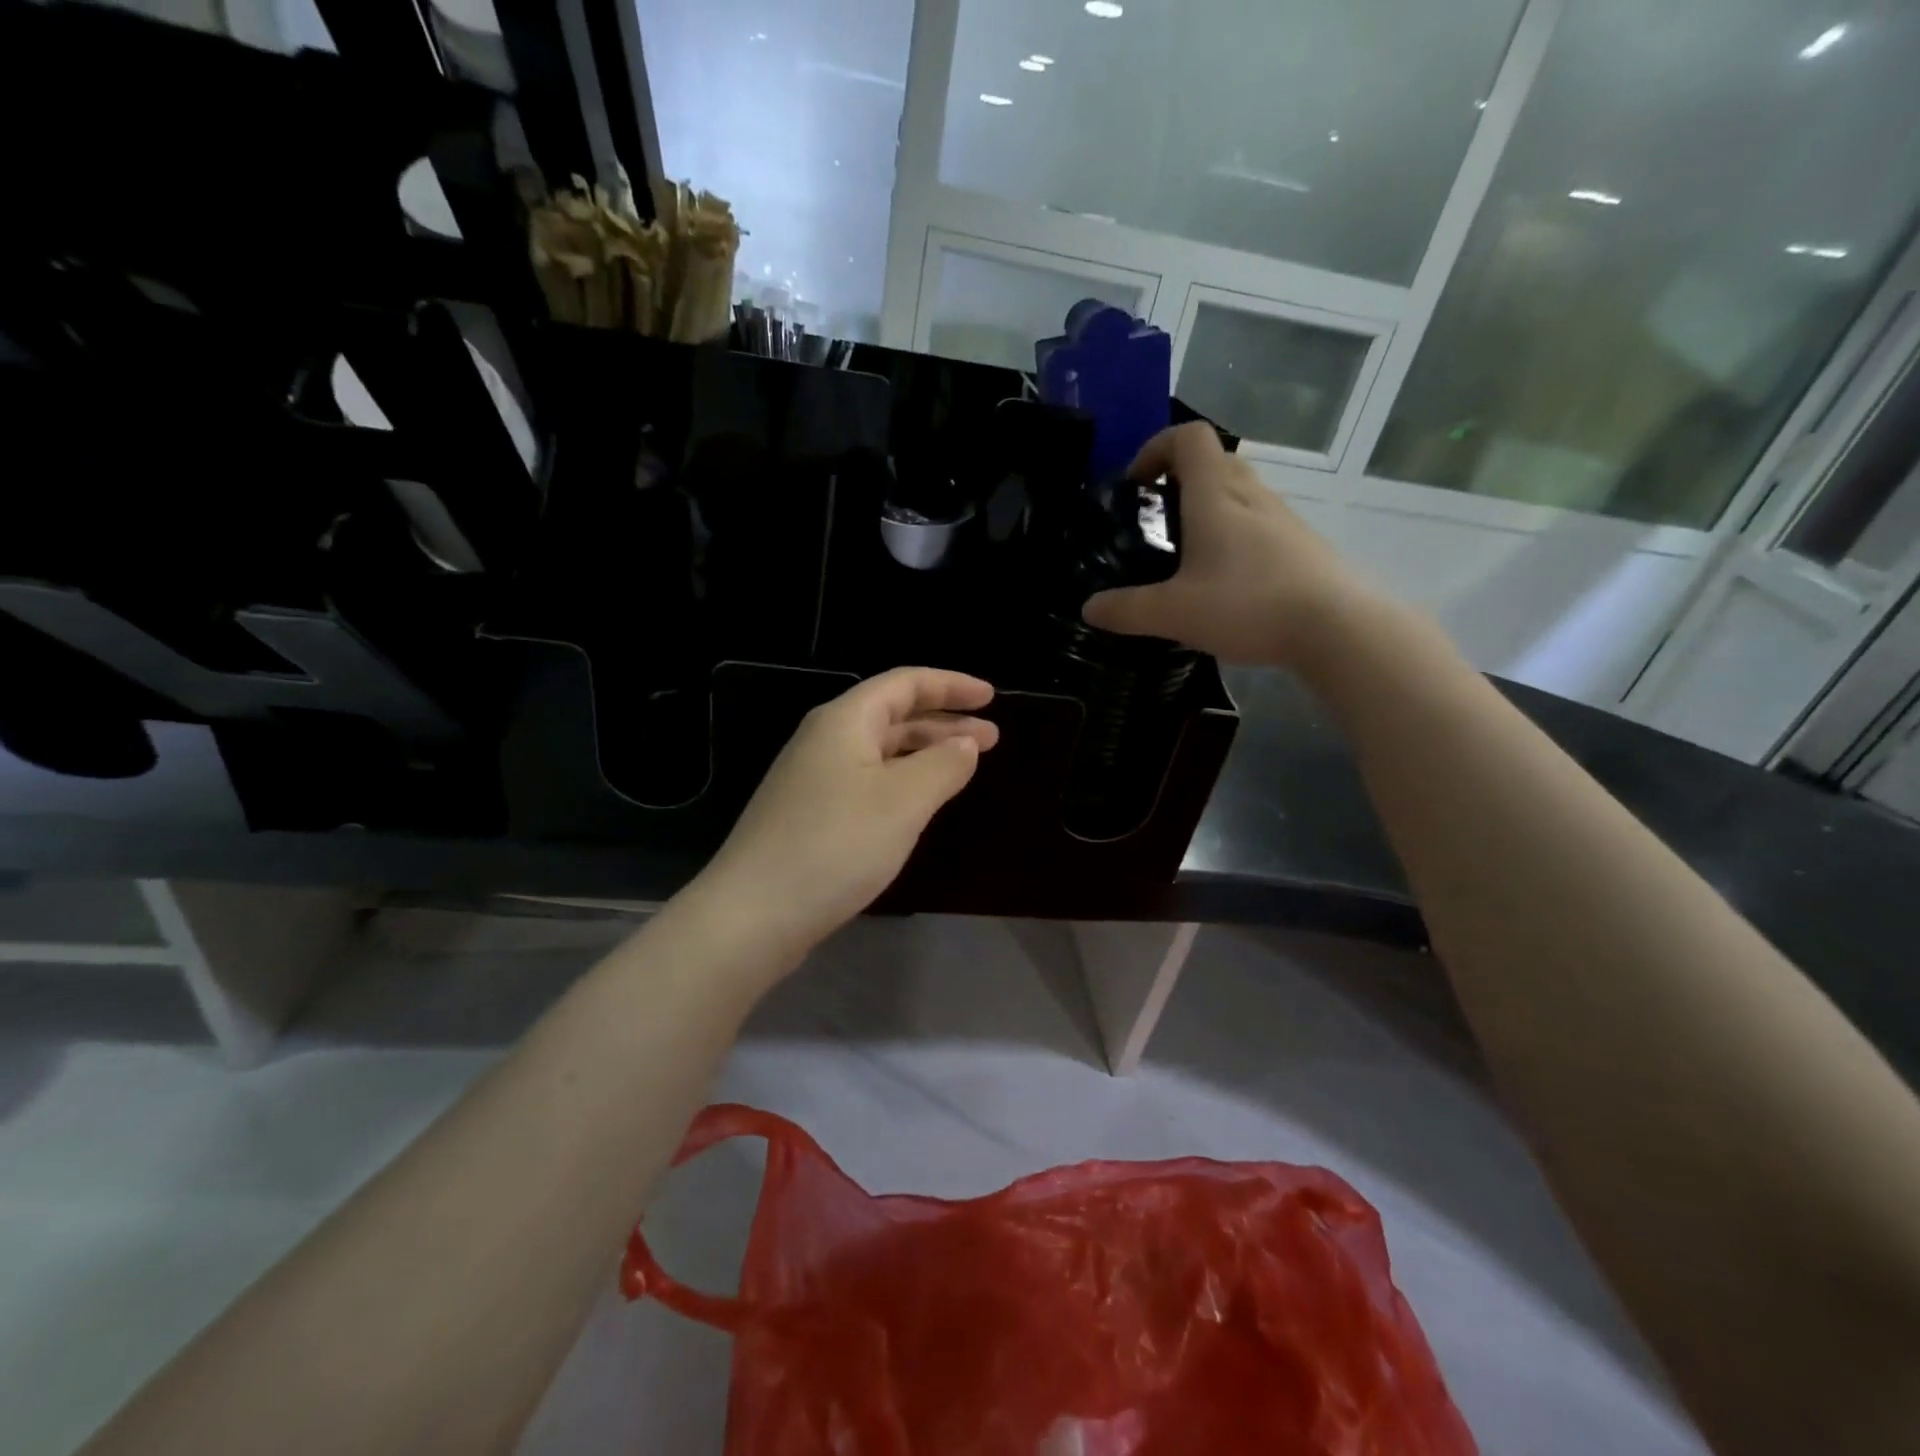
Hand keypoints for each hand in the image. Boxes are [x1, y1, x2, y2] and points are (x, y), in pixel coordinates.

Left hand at [694, 668, 999, 961]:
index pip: (905, 683)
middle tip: (991, 737)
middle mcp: (825, 740)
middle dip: (944, 722)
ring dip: (925, 753)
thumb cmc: (836, 845)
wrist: (753, 914)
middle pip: (893, 714)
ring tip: (965, 766)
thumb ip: (943, 764)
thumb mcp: (904, 801)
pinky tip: (919, 803)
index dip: (951, 685)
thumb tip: (966, 742)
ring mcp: (813, 779)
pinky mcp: (810, 814)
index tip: (992, 697)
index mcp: (845, 721)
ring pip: (881, 751)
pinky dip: (902, 781)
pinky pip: (867, 781)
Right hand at [1082, 422, 1370, 666]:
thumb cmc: (1248, 604)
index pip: (1188, 438)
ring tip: (1187, 553)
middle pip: (1215, 460)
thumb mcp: (1174, 613)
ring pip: (1240, 491)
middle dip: (1179, 478)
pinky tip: (1226, 580)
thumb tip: (1089, 608)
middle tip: (1157, 518)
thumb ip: (1127, 610)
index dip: (1156, 448)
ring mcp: (1283, 517)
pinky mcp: (1302, 544)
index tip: (1136, 485)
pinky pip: (1259, 521)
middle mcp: (1251, 494)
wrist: (1336, 626)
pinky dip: (1235, 533)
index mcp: (1216, 495)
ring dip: (1209, 506)